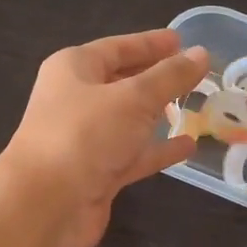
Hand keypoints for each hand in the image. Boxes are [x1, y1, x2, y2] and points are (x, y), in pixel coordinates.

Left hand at [0, 29, 209, 246]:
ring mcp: (86, 138)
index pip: (118, 47)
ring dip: (160, 113)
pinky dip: (158, 149)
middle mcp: (77, 99)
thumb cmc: (84, 135)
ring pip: (130, 119)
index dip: (151, 43)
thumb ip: (170, 76)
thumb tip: (201, 54)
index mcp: (74, 69)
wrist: (44, 205)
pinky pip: (134, 153)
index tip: (182, 41)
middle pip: (123, 82)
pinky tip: (188, 145)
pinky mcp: (97, 172)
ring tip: (197, 105)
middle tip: (196, 74)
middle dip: (158, 78)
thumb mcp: (133, 98)